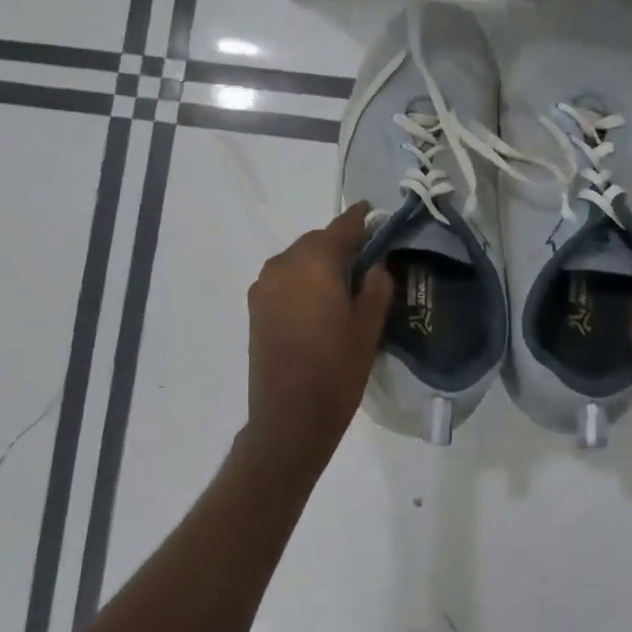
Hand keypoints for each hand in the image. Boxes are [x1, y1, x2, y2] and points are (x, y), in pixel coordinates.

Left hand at [245, 203, 394, 466]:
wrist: (289, 417)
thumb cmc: (337, 370)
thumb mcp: (369, 326)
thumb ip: (376, 285)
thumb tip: (375, 263)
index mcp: (315, 262)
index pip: (342, 227)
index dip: (361, 219)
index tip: (375, 214)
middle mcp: (284, 264)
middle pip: (317, 241)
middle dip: (340, 245)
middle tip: (365, 262)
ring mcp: (264, 285)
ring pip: (298, 259)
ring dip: (319, 263)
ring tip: (342, 286)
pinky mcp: (255, 306)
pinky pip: (284, 279)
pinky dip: (302, 280)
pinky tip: (318, 303)